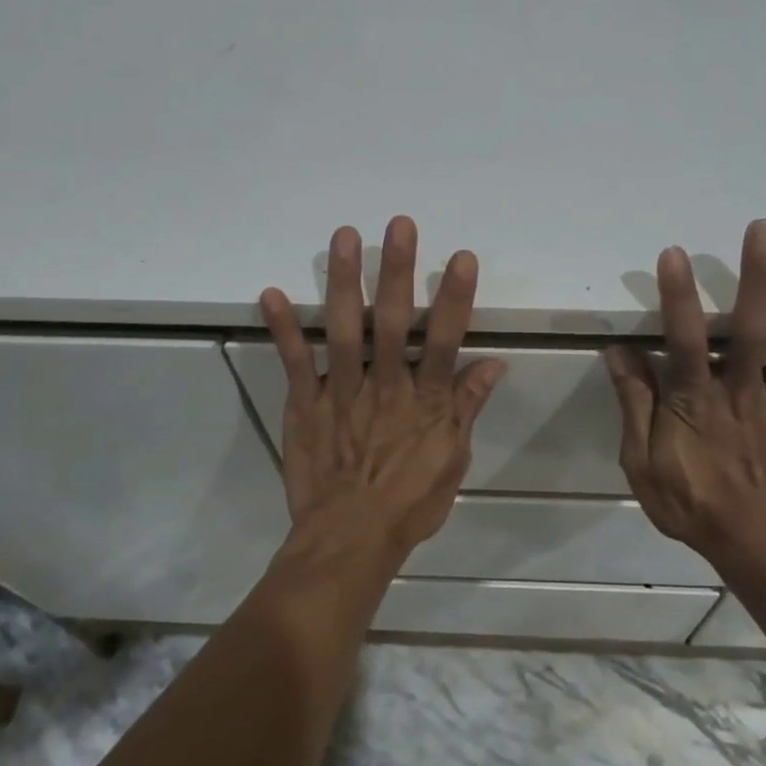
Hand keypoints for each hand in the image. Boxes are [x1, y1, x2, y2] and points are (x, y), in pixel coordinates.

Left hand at [261, 217, 504, 555]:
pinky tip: (272, 292)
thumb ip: (466, 408)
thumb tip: (492, 365)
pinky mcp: (306, 405)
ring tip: (344, 238)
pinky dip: (284, 328)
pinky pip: (295, 362)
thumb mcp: (452, 461)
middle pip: (394, 321)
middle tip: (399, 225)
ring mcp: (342, 392)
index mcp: (425, 401)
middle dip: (398, 270)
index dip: (455, 297)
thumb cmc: (408, 504)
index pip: (445, 340)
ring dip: (344, 281)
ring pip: (345, 328)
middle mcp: (385, 386)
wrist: (349, 541)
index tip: (461, 257)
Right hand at [603, 220, 765, 568]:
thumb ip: (634, 405)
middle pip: (754, 328)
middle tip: (763, 228)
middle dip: (758, 276)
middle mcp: (744, 392)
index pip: (685, 341)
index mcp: (697, 402)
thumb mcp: (643, 463)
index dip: (679, 297)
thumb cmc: (693, 505)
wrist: (759, 548)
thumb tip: (618, 352)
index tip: (673, 254)